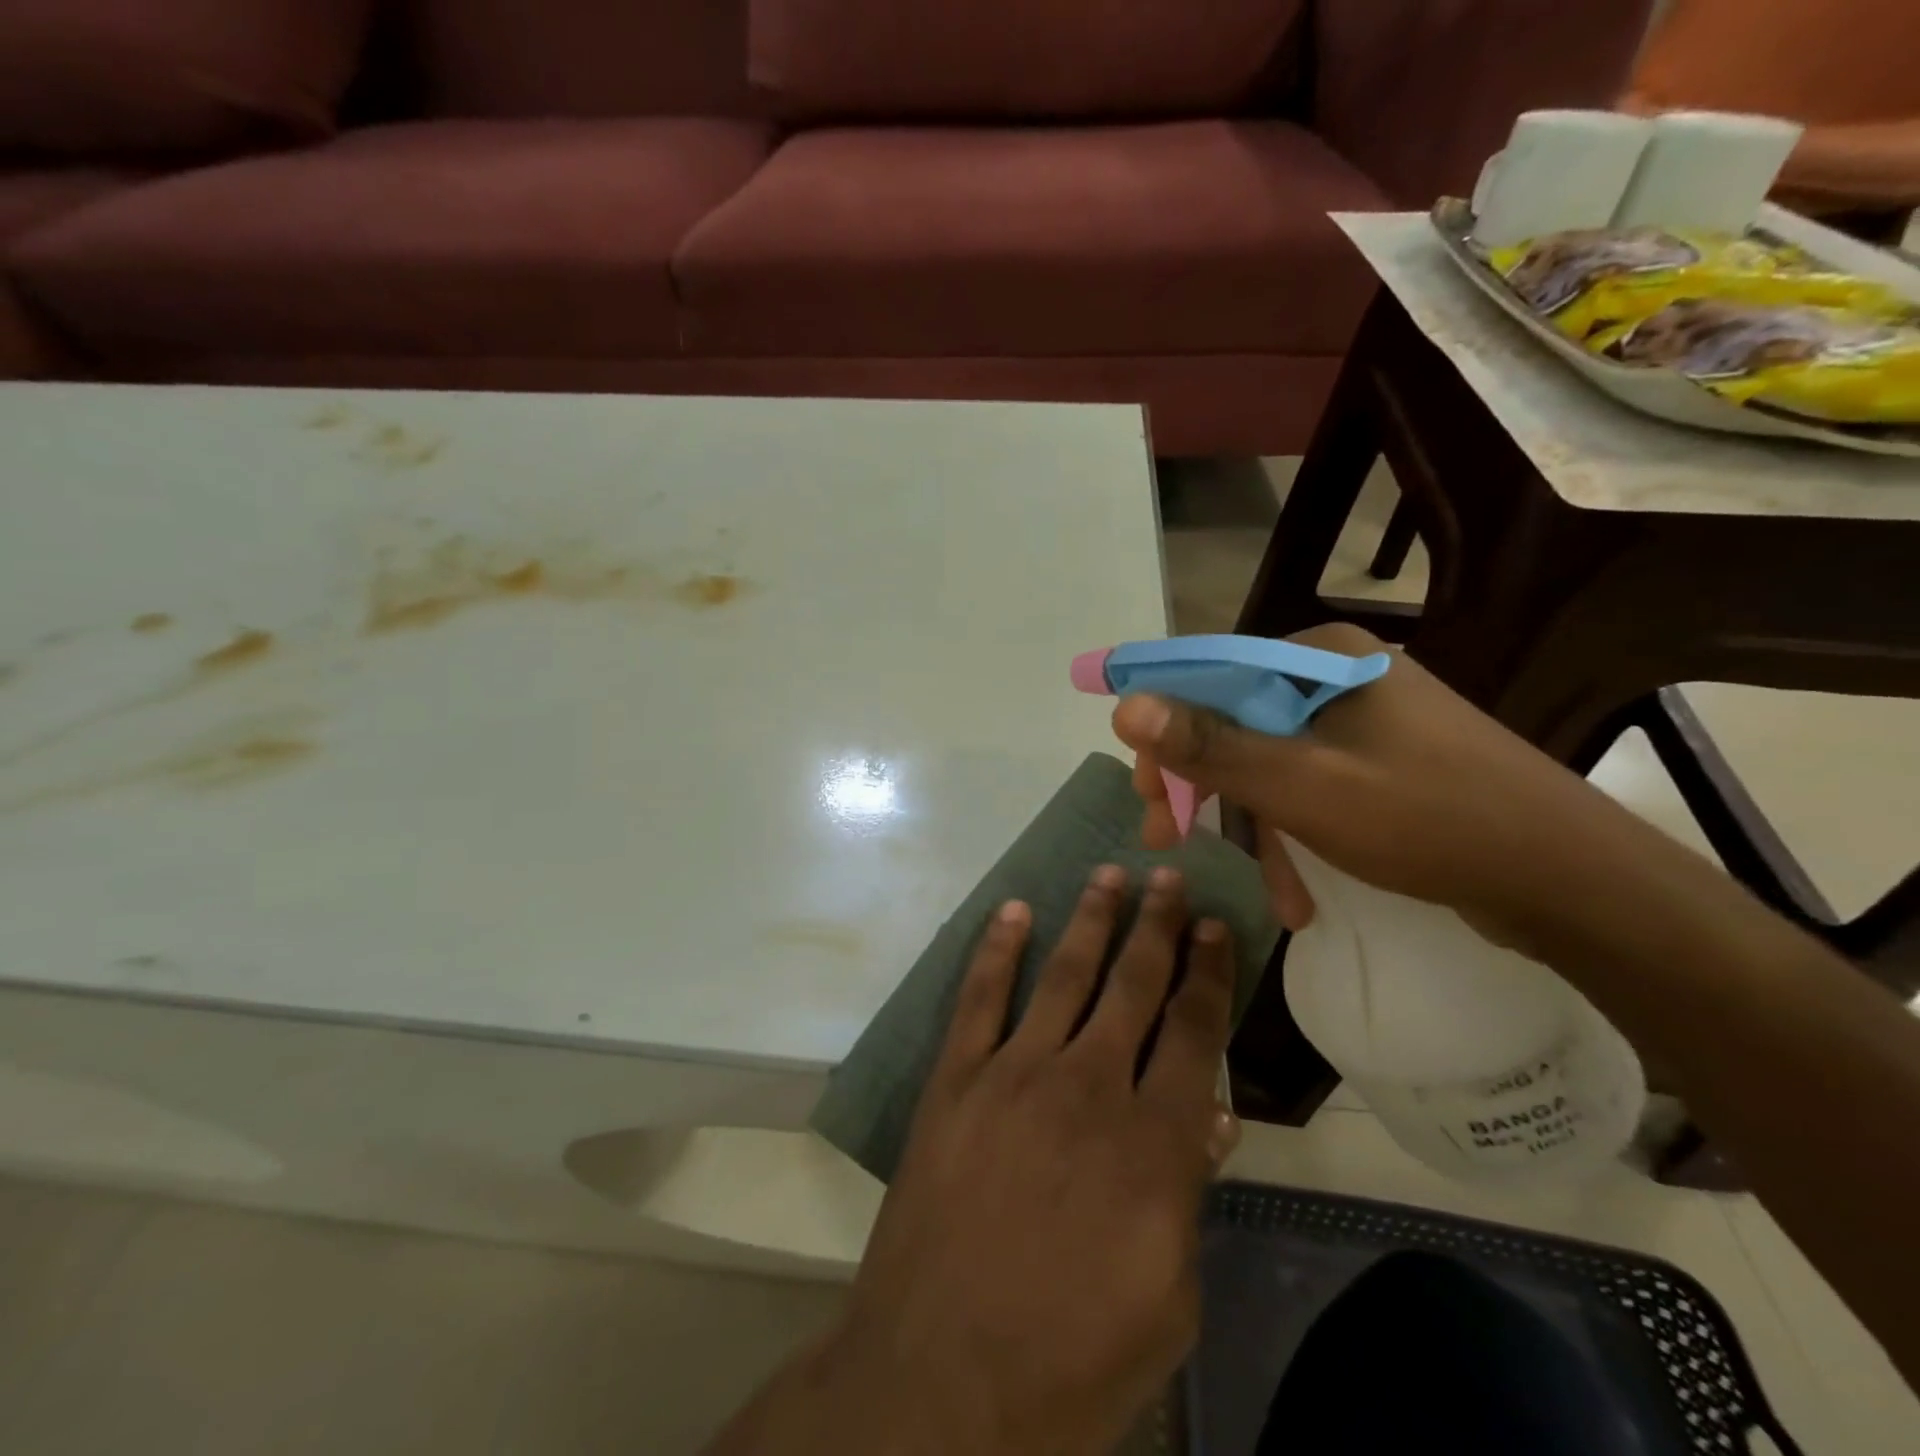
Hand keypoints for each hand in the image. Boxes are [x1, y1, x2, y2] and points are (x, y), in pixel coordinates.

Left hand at [835, 866, 1236, 1455]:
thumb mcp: (1167, 1300)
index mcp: (1151, 1142)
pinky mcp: (957, 1078)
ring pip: (1063, 974)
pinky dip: (997, 949)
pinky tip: (1014, 911)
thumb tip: (1211, 1116)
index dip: (1208, 973)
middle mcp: (1087, 1085)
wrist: (940, 1377)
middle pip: (1133, 985)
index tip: (1216, 928)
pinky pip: (980, 996)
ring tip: (1110, 876)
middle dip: (1157, 926)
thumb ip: (1188, 1195)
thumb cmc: (1070, 1358)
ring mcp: (1014, 1073)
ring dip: (1091, 920)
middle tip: (1170, 877)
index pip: (1193, 1032)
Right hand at [1112, 623, 1680, 953]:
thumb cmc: (1424, 817)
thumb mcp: (1300, 784)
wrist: (1568, 879)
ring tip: (1259, 889)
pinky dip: (1296, 834)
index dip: (1162, 729)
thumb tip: (1124, 705)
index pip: (1208, 674)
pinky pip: (1311, 785)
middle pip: (1236, 720)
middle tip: (1167, 838)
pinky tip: (1298, 894)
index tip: (1141, 793)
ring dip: (1253, 826)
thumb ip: (1209, 745)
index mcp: (1318, 657)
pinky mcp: (1384, 760)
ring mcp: (1364, 719)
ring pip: (1271, 761)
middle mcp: (1336, 675)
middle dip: (1201, 787)